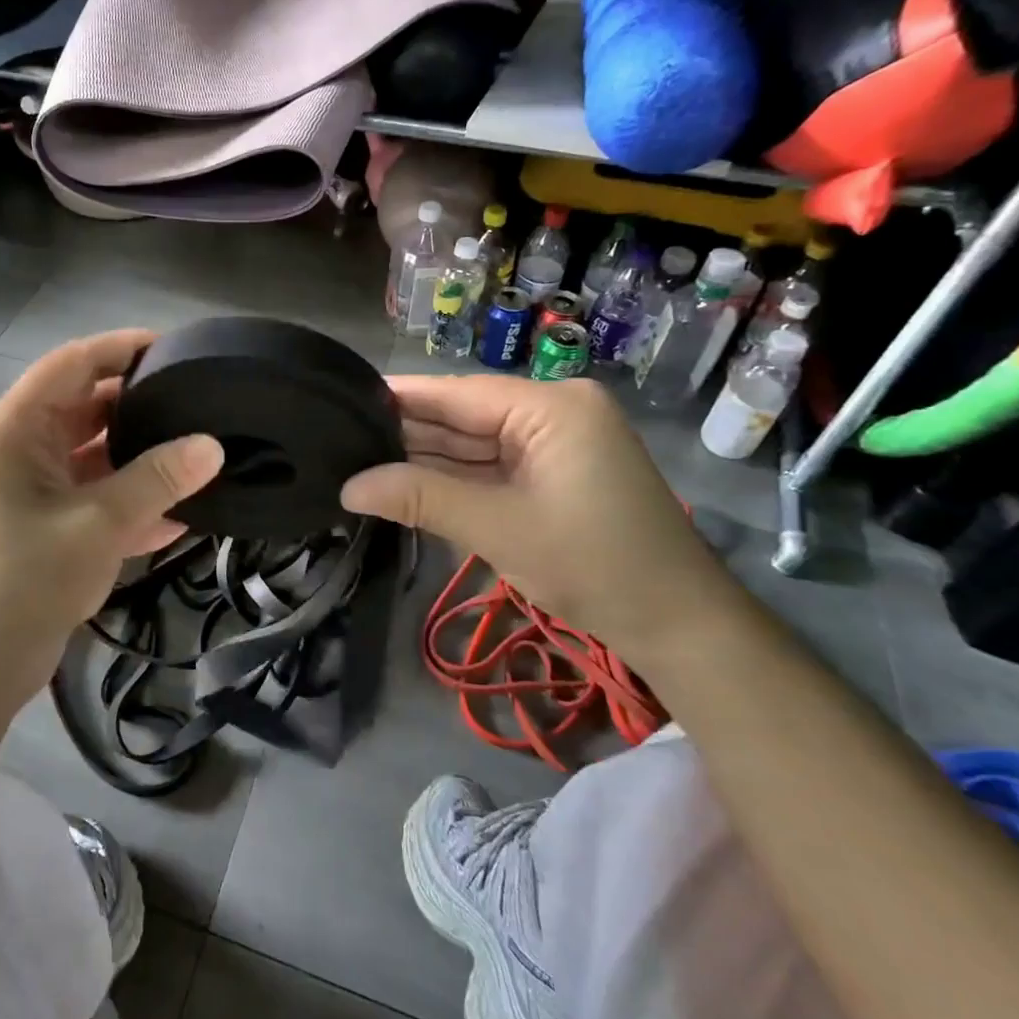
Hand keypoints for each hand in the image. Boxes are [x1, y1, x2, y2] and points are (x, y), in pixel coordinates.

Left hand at [0, 330, 223, 703]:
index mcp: (16, 430)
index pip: (72, 364)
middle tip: (199, 401)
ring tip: (199, 452)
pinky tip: (183, 513)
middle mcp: (21, 450)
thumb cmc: (23, 579)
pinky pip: (96, 498)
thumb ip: (157, 481)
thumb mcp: (98, 524)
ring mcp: (33, 491)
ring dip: (140, 457)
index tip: (176, 348)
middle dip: (139, 404)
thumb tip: (213, 445)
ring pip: (95, 456)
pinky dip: (132, 502)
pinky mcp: (47, 528)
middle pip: (85, 407)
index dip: (122, 348)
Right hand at [341, 375, 757, 665]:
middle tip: (339, 437)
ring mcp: (554, 443)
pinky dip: (453, 479)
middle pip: (463, 416)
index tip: (340, 398)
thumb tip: (348, 487)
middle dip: (406, 433)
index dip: (398, 398)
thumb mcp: (498, 528)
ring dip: (424, 459)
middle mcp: (552, 411)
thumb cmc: (593, 565)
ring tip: (357, 459)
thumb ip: (420, 498)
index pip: (456, 393)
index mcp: (550, 406)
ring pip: (473, 444)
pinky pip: (491, 466)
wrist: (679, 625)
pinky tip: (404, 481)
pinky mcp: (552, 473)